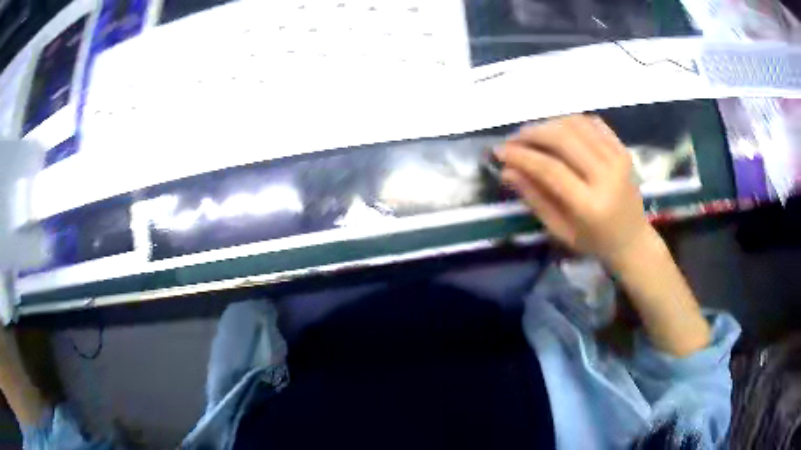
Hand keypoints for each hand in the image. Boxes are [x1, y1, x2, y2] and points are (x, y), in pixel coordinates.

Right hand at [496, 115, 652, 266]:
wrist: (633, 240)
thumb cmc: (594, 242)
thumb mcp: (560, 230)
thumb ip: (534, 199)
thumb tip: (507, 171)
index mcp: (590, 205)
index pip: (550, 168)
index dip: (521, 155)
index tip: (499, 152)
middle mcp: (607, 175)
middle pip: (562, 138)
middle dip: (531, 133)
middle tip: (513, 140)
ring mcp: (618, 158)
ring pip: (576, 123)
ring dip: (548, 124)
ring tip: (532, 135)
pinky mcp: (623, 148)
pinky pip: (592, 122)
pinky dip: (569, 121)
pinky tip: (557, 131)